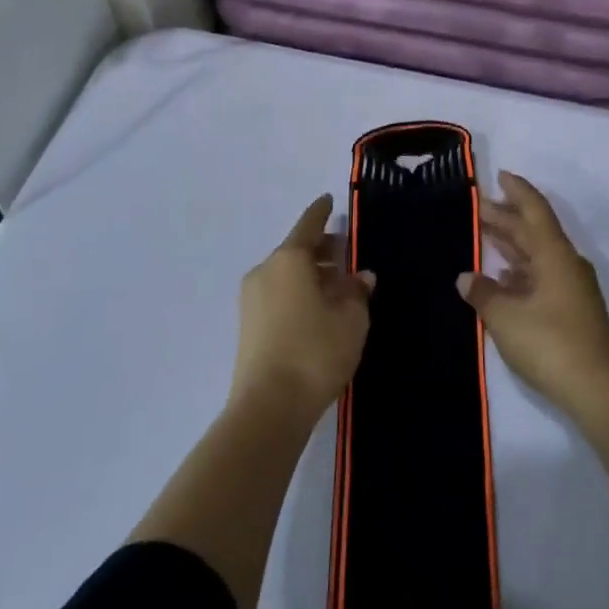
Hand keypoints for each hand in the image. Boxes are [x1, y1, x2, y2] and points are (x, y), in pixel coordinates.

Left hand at [231, 195, 374, 420]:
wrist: (268, 408)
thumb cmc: (315, 352)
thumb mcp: (351, 319)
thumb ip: (357, 292)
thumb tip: (361, 276)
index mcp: (289, 259)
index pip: (309, 224)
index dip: (322, 212)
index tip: (330, 200)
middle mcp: (265, 270)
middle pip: (296, 249)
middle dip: (321, 250)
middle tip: (346, 255)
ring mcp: (252, 299)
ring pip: (286, 273)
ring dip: (310, 274)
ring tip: (337, 288)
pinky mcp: (248, 325)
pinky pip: (278, 294)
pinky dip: (297, 292)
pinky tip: (317, 310)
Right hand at [458, 172, 608, 419]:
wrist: (599, 391)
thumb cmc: (551, 344)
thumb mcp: (506, 317)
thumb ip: (483, 293)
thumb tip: (466, 277)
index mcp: (555, 254)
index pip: (534, 210)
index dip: (517, 190)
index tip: (499, 174)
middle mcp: (565, 263)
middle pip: (534, 230)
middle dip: (506, 216)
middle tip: (477, 206)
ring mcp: (571, 288)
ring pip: (537, 253)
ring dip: (512, 243)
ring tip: (484, 234)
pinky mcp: (571, 310)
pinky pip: (541, 275)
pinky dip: (520, 269)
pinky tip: (501, 276)